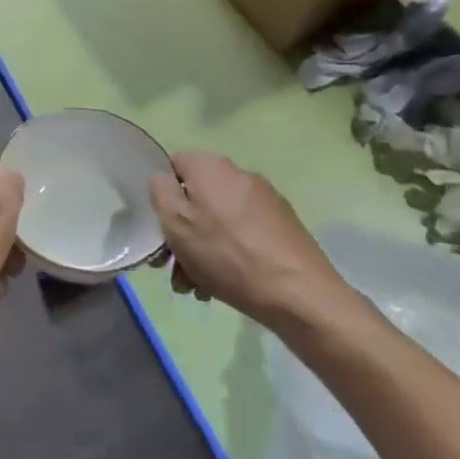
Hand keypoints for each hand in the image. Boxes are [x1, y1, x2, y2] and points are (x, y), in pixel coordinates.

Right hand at [147, 152, 359, 329]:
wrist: (299, 293)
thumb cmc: (227, 255)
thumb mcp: (177, 223)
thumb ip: (160, 192)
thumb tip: (163, 179)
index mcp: (212, 167)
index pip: (174, 165)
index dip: (163, 195)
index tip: (161, 229)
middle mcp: (240, 174)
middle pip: (197, 197)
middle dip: (182, 232)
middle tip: (176, 268)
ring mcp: (265, 199)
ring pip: (219, 219)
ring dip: (203, 248)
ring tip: (199, 286)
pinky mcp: (283, 224)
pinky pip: (242, 231)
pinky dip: (230, 252)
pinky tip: (226, 283)